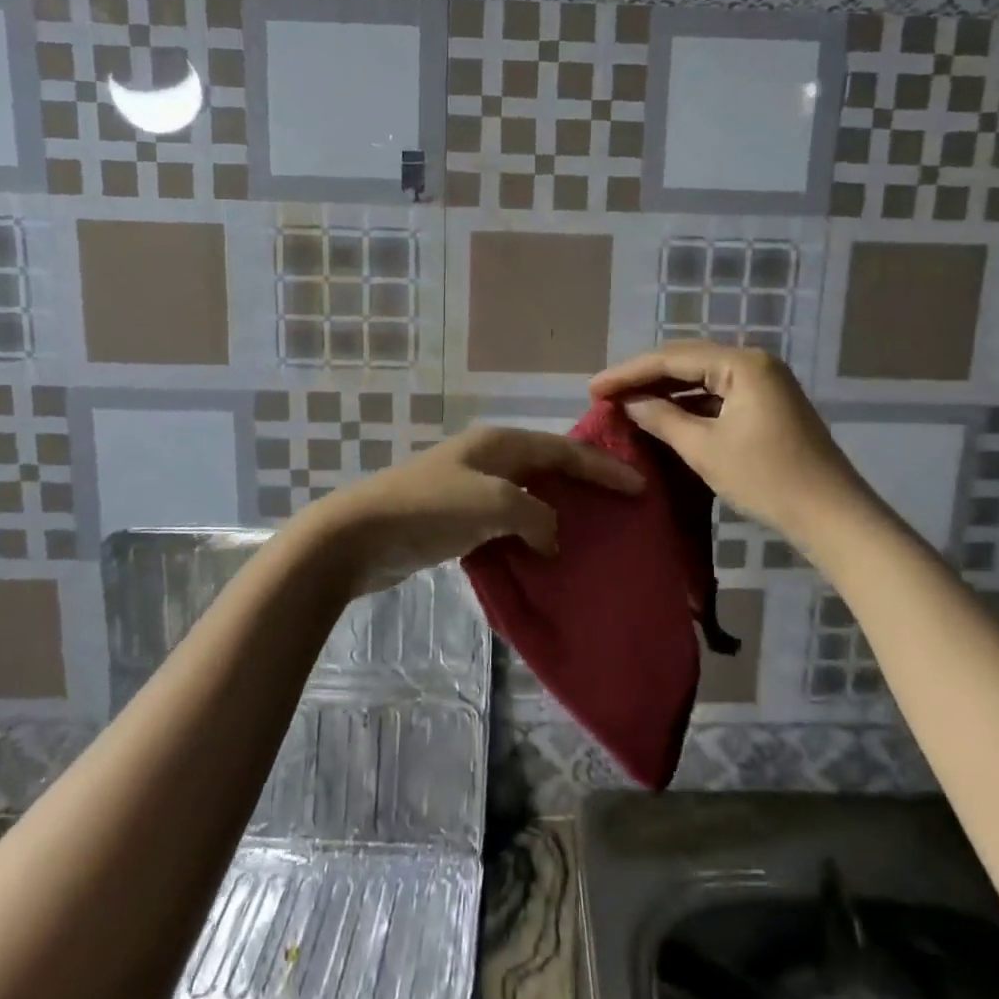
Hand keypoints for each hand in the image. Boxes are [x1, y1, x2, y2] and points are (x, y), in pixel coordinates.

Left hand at [296, 425, 643, 594]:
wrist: (360, 534)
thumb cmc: (430, 508)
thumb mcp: (494, 504)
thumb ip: (536, 516)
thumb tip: (551, 536)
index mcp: (500, 443)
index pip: (564, 450)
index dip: (602, 467)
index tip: (639, 486)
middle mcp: (489, 458)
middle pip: (548, 467)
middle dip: (583, 485)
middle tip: (620, 506)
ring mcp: (471, 487)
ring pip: (528, 496)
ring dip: (556, 513)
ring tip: (591, 533)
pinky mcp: (457, 518)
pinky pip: (507, 522)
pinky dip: (529, 534)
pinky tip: (545, 555)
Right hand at [590, 341, 867, 548]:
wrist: (832, 516)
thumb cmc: (766, 479)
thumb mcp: (705, 449)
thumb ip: (662, 419)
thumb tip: (630, 402)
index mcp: (742, 364)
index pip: (672, 359)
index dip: (629, 372)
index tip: (593, 388)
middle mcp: (754, 363)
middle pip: (687, 362)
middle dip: (645, 378)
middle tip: (605, 393)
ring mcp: (764, 384)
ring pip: (702, 379)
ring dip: (665, 391)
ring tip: (627, 403)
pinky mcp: (768, 405)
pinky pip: (718, 395)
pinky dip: (689, 405)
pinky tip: (664, 416)